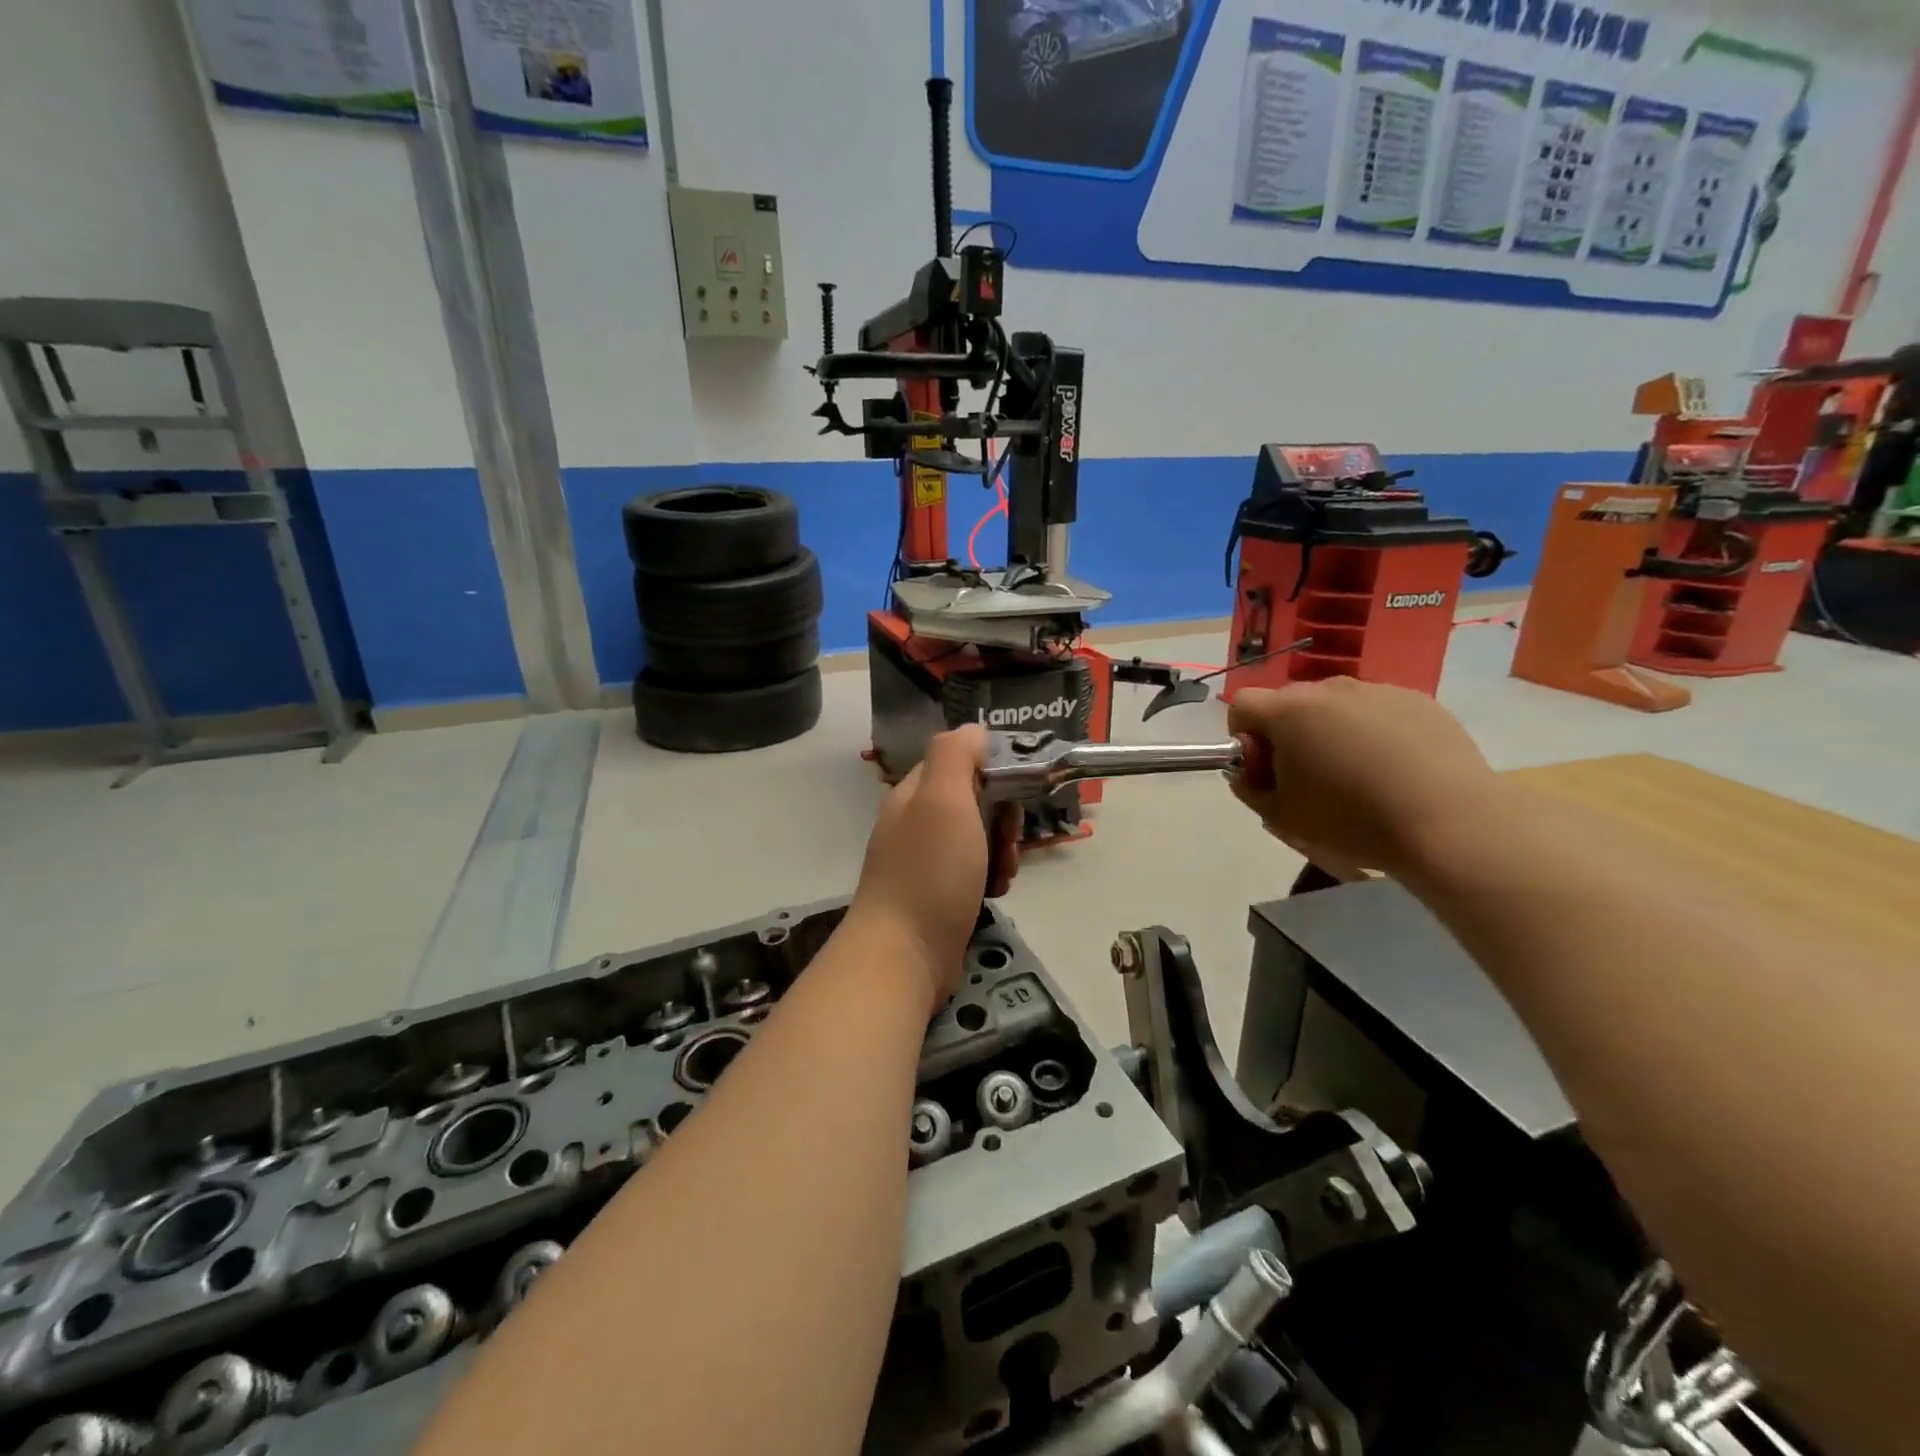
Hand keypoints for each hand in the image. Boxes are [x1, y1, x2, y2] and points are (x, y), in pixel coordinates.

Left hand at [850, 725, 1019, 1011]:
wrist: (904, 955)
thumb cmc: (930, 872)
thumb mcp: (944, 799)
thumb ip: (956, 755)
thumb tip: (973, 730)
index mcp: (914, 794)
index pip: (959, 762)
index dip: (992, 771)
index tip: (1017, 792)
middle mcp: (915, 823)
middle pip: (973, 801)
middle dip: (1002, 818)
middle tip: (1009, 841)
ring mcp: (924, 862)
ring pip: (977, 839)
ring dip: (1001, 851)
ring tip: (1004, 874)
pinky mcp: (936, 896)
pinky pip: (973, 873)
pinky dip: (990, 878)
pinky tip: (997, 894)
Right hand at [1227, 679, 1497, 878]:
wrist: (1448, 825)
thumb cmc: (1352, 821)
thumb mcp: (1280, 816)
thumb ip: (1249, 787)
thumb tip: (1249, 770)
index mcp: (1289, 712)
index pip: (1243, 705)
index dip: (1243, 735)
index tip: (1264, 768)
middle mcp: (1330, 689)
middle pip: (1290, 703)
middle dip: (1288, 733)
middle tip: (1309, 777)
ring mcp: (1378, 691)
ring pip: (1336, 706)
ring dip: (1332, 731)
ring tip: (1359, 775)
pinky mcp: (1419, 700)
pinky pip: (1378, 711)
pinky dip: (1374, 733)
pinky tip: (1395, 770)